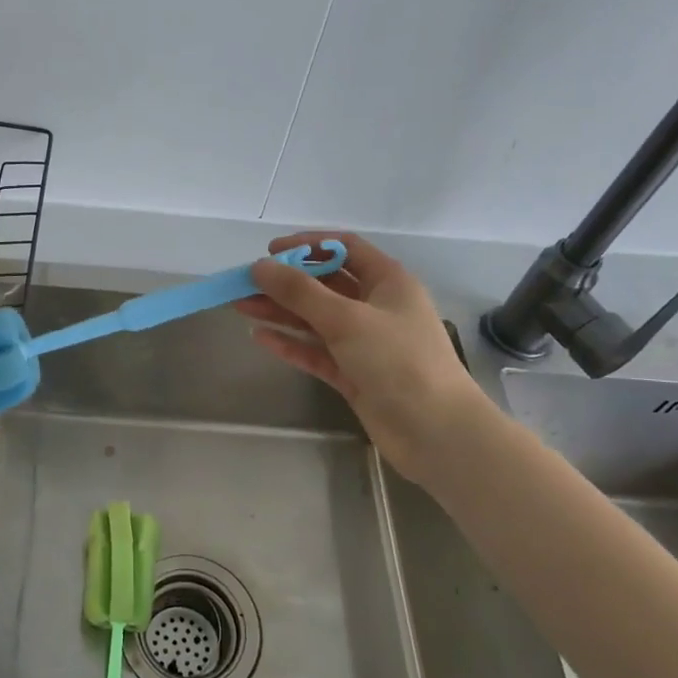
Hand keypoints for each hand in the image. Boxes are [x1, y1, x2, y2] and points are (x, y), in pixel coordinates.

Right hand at [234, 231, 484, 479]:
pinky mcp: (354, 374)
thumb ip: (300, 292)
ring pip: (316, 319)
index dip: (308, 245)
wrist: (435, 432)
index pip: (345, 248)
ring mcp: (365, 343)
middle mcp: (377, 307)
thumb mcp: (347, 319)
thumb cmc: (398, 361)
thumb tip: (260, 266)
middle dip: (286, 283)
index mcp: (388, 282)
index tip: (270, 251)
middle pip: (325, 285)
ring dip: (281, 312)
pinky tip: (260, 337)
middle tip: (245, 284)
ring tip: (241, 306)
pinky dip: (291, 343)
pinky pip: (317, 351)